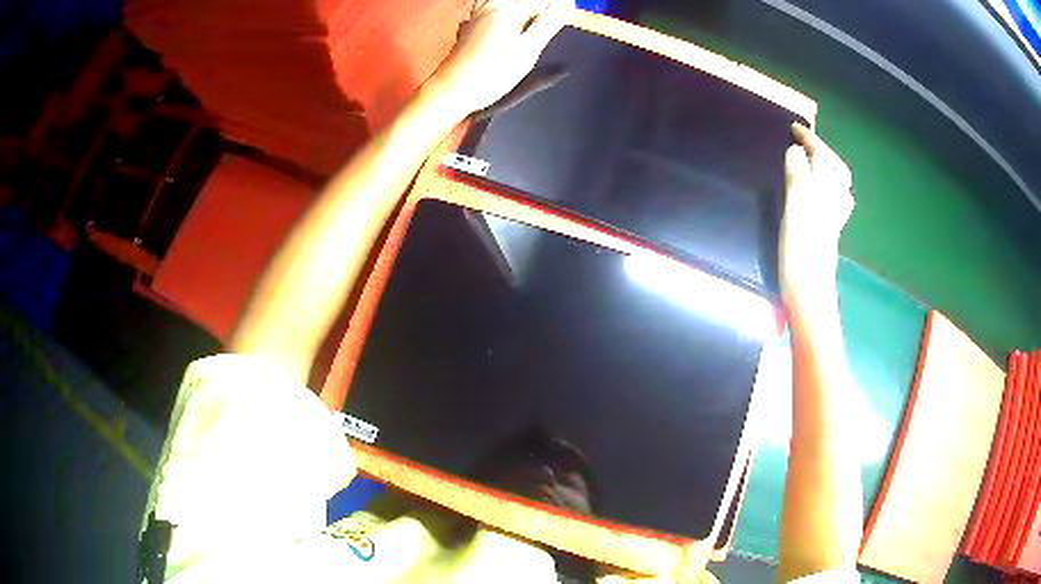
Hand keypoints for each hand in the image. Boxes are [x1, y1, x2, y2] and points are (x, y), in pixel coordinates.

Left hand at [427, 0, 571, 114]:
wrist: (452, 89)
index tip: (571, 9)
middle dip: (541, 5)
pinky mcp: (471, 24)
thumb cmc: (491, 74)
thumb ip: (547, 24)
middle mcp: (492, 7)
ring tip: (536, 13)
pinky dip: (506, 7)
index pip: (541, 1)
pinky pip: (490, 4)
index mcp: (509, 11)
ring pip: (506, 1)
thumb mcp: (528, 51)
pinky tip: (508, 13)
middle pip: (524, 0)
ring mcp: (479, 14)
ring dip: (524, 5)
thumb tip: (566, 4)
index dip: (559, 5)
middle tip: (556, 14)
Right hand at [780, 123, 854, 299]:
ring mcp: (831, 220)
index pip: (821, 156)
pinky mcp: (825, 234)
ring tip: (810, 164)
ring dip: (826, 171)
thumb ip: (798, 174)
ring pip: (836, 188)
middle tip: (804, 144)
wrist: (809, 292)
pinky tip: (815, 196)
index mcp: (825, 191)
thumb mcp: (797, 205)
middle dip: (822, 152)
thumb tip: (796, 150)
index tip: (794, 127)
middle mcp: (833, 202)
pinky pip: (829, 204)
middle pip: (835, 170)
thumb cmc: (802, 248)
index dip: (809, 140)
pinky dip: (824, 191)